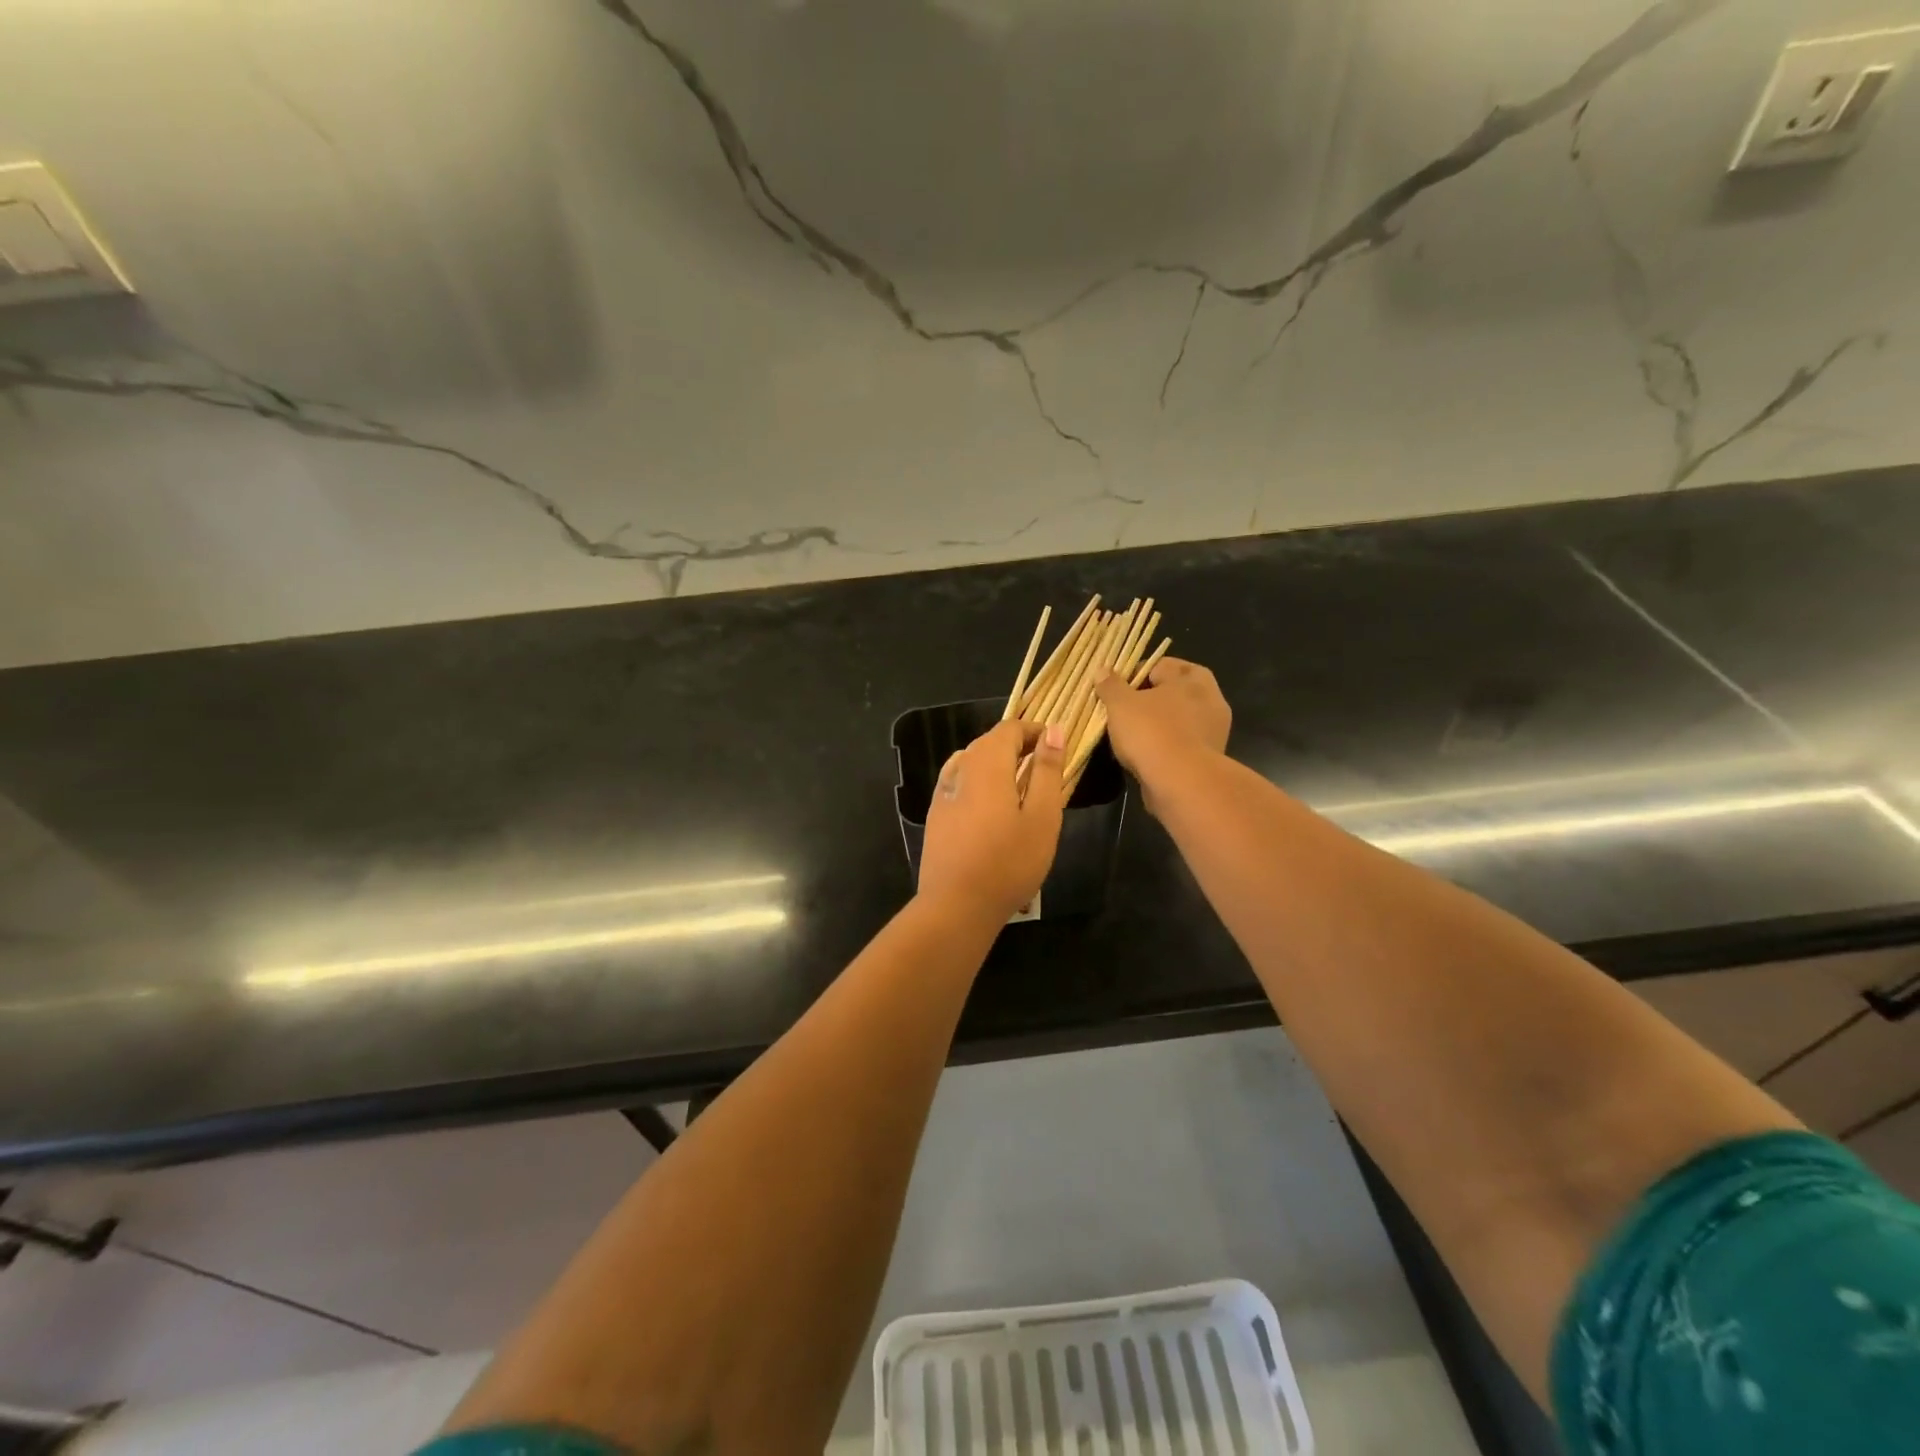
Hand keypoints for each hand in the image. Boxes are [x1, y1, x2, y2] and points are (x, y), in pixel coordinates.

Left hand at [919, 720, 1067, 920]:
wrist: (956, 905)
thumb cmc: (1009, 862)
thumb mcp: (1042, 817)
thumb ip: (1048, 771)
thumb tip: (1053, 731)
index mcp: (987, 764)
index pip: (1009, 729)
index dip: (1034, 731)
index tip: (1056, 747)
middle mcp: (960, 770)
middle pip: (988, 743)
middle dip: (1016, 746)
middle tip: (1044, 768)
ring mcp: (942, 793)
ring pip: (971, 763)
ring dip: (996, 765)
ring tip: (1020, 788)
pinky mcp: (935, 816)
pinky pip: (959, 783)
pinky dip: (979, 783)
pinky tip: (989, 807)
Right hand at [1093, 657, 1231, 809]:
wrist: (1182, 784)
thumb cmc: (1151, 733)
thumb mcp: (1121, 705)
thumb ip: (1111, 685)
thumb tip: (1102, 670)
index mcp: (1191, 678)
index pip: (1159, 665)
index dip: (1134, 673)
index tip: (1114, 689)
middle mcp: (1209, 699)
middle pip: (1173, 691)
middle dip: (1149, 698)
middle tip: (1124, 709)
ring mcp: (1213, 730)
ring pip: (1178, 718)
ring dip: (1158, 722)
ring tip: (1130, 734)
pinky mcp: (1209, 756)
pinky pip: (1181, 741)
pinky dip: (1165, 744)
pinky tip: (1145, 754)